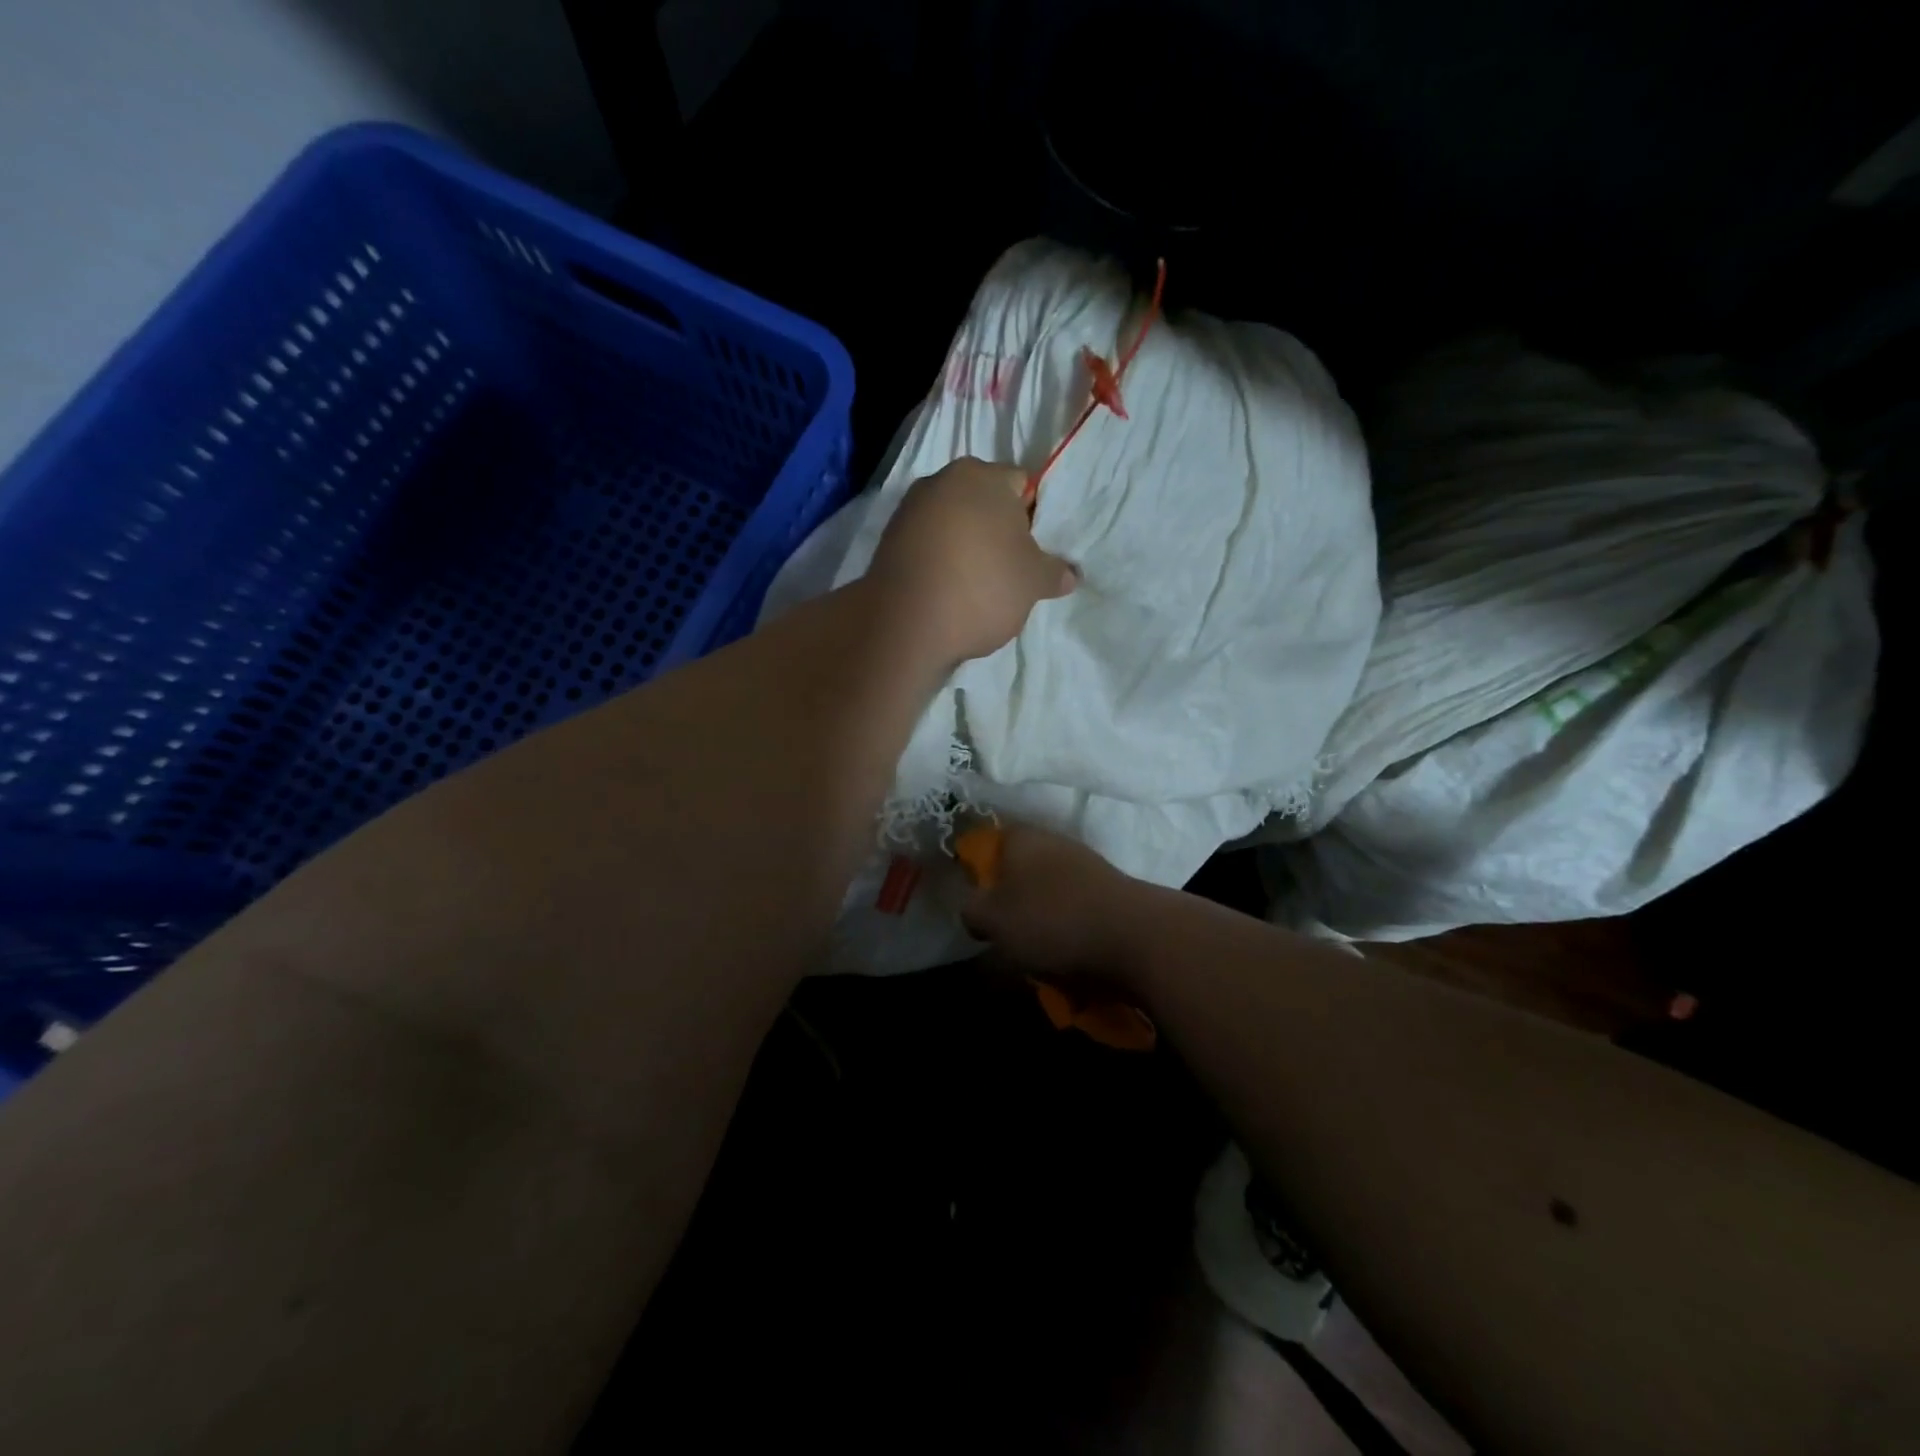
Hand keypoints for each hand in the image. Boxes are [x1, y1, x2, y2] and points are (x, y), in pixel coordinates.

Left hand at [867, 457, 1077, 664]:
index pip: (1021, 485)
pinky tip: (946, 592)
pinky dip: (938, 562)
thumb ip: (1054, 572)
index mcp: (982, 476)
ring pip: (951, 524)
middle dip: (996, 530)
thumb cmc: (982, 587)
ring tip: (975, 586)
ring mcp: (908, 510)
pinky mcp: (887, 542)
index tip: (1033, 552)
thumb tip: (1070, 574)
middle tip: (1008, 569)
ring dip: (965, 546)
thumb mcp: (1032, 583)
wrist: (905, 623)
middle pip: (981, 502)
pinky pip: (926, 546)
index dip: (1033, 518)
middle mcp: (941, 481)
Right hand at [960, 822, 1149, 983]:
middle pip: (1021, 871)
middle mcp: (1056, 844)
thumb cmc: (1051, 919)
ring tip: (1038, 958)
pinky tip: (1069, 963)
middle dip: (1012, 904)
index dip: (979, 872)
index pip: (991, 843)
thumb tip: (974, 909)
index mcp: (1023, 839)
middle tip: (1004, 937)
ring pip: (1050, 896)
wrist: (1136, 937)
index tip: (977, 905)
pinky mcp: (1112, 895)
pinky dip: (1070, 936)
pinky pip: (1078, 914)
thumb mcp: (993, 919)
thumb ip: (972, 910)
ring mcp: (1088, 868)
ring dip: (1041, 924)